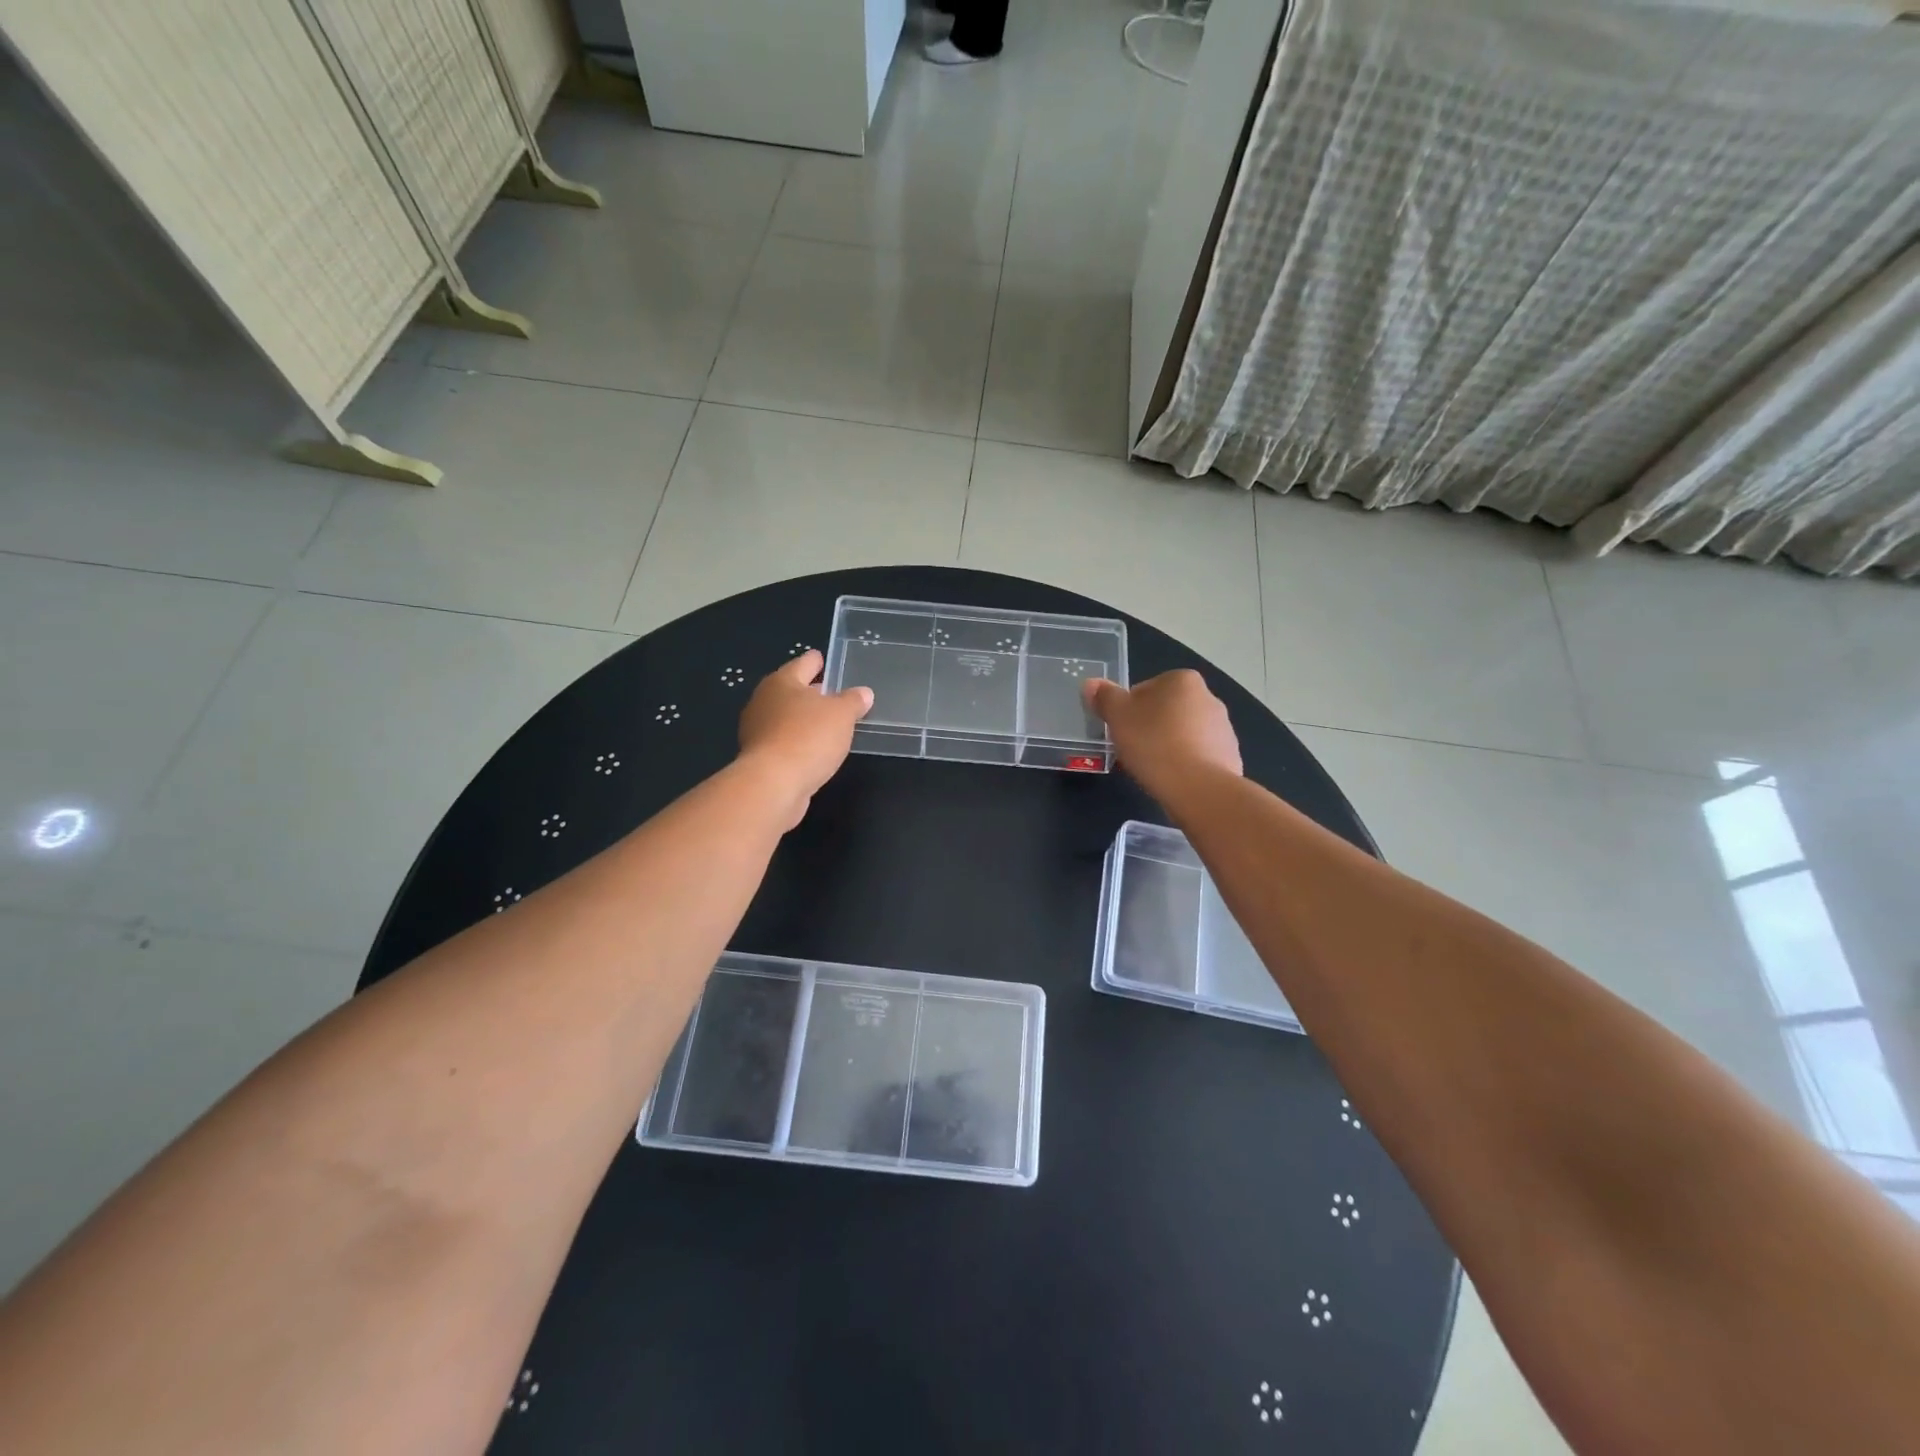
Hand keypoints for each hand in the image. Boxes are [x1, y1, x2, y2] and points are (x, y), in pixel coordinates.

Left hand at [737, 651, 872, 825]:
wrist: (772, 784)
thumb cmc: (808, 737)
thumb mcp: (842, 715)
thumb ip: (853, 701)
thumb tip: (863, 693)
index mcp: (782, 681)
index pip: (804, 663)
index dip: (817, 661)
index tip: (825, 660)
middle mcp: (764, 701)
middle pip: (791, 690)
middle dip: (811, 692)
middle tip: (834, 694)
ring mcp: (757, 730)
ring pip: (786, 716)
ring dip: (804, 719)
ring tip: (828, 725)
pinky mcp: (758, 756)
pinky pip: (783, 740)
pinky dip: (797, 741)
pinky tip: (813, 750)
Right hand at [1082, 669, 1240, 800]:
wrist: (1199, 788)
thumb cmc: (1154, 744)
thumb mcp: (1118, 717)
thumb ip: (1104, 697)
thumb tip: (1090, 683)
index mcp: (1182, 680)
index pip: (1144, 690)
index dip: (1127, 712)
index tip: (1121, 733)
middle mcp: (1208, 697)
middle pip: (1165, 711)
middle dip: (1149, 728)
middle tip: (1133, 751)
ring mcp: (1223, 727)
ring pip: (1183, 733)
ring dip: (1168, 746)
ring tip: (1152, 769)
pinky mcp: (1230, 755)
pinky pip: (1199, 755)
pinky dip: (1185, 763)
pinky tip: (1173, 779)